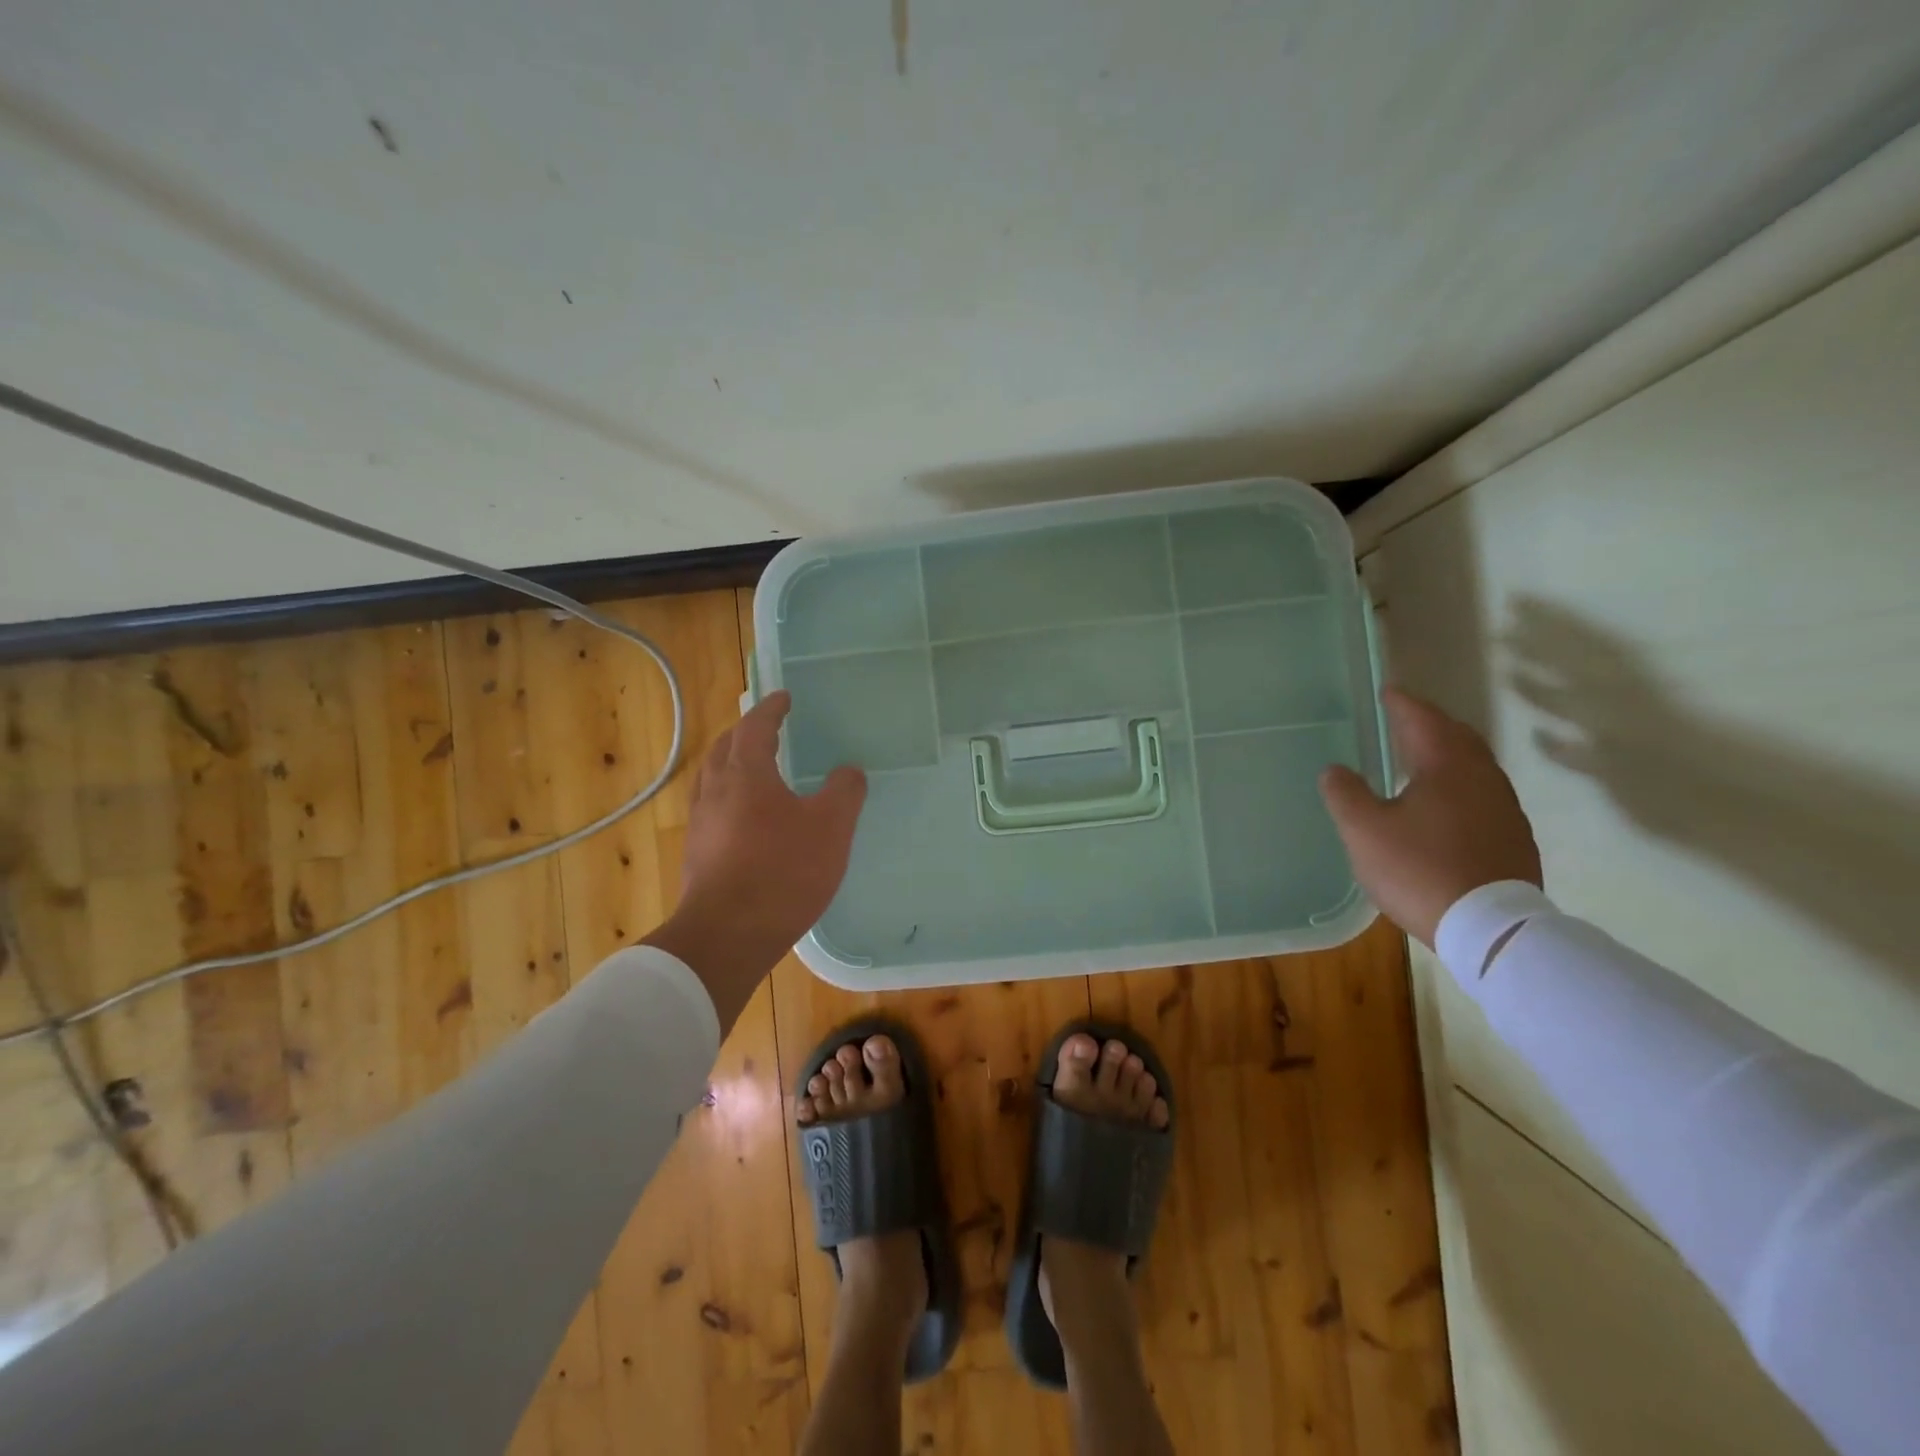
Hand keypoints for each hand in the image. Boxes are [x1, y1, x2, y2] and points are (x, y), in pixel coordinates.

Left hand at [644, 691, 866, 1028]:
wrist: (727, 936)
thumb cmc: (782, 872)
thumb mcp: (830, 828)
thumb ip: (844, 792)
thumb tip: (848, 770)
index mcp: (745, 774)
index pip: (755, 726)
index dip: (771, 709)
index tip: (783, 697)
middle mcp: (715, 791)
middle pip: (725, 748)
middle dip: (745, 732)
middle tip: (766, 729)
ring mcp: (700, 824)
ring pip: (713, 779)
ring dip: (732, 764)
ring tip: (754, 769)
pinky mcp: (697, 855)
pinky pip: (712, 808)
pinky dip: (729, 796)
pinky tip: (746, 819)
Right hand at [1317, 688, 1541, 946]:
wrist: (1491, 928)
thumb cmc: (1419, 869)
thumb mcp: (1364, 831)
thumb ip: (1345, 794)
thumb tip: (1335, 770)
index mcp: (1446, 767)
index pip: (1423, 720)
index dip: (1403, 704)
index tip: (1388, 691)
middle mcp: (1482, 778)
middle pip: (1458, 738)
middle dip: (1430, 724)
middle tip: (1405, 720)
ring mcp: (1504, 809)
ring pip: (1474, 766)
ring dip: (1448, 755)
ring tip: (1421, 760)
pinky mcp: (1513, 838)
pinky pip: (1483, 794)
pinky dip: (1460, 785)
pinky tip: (1444, 805)